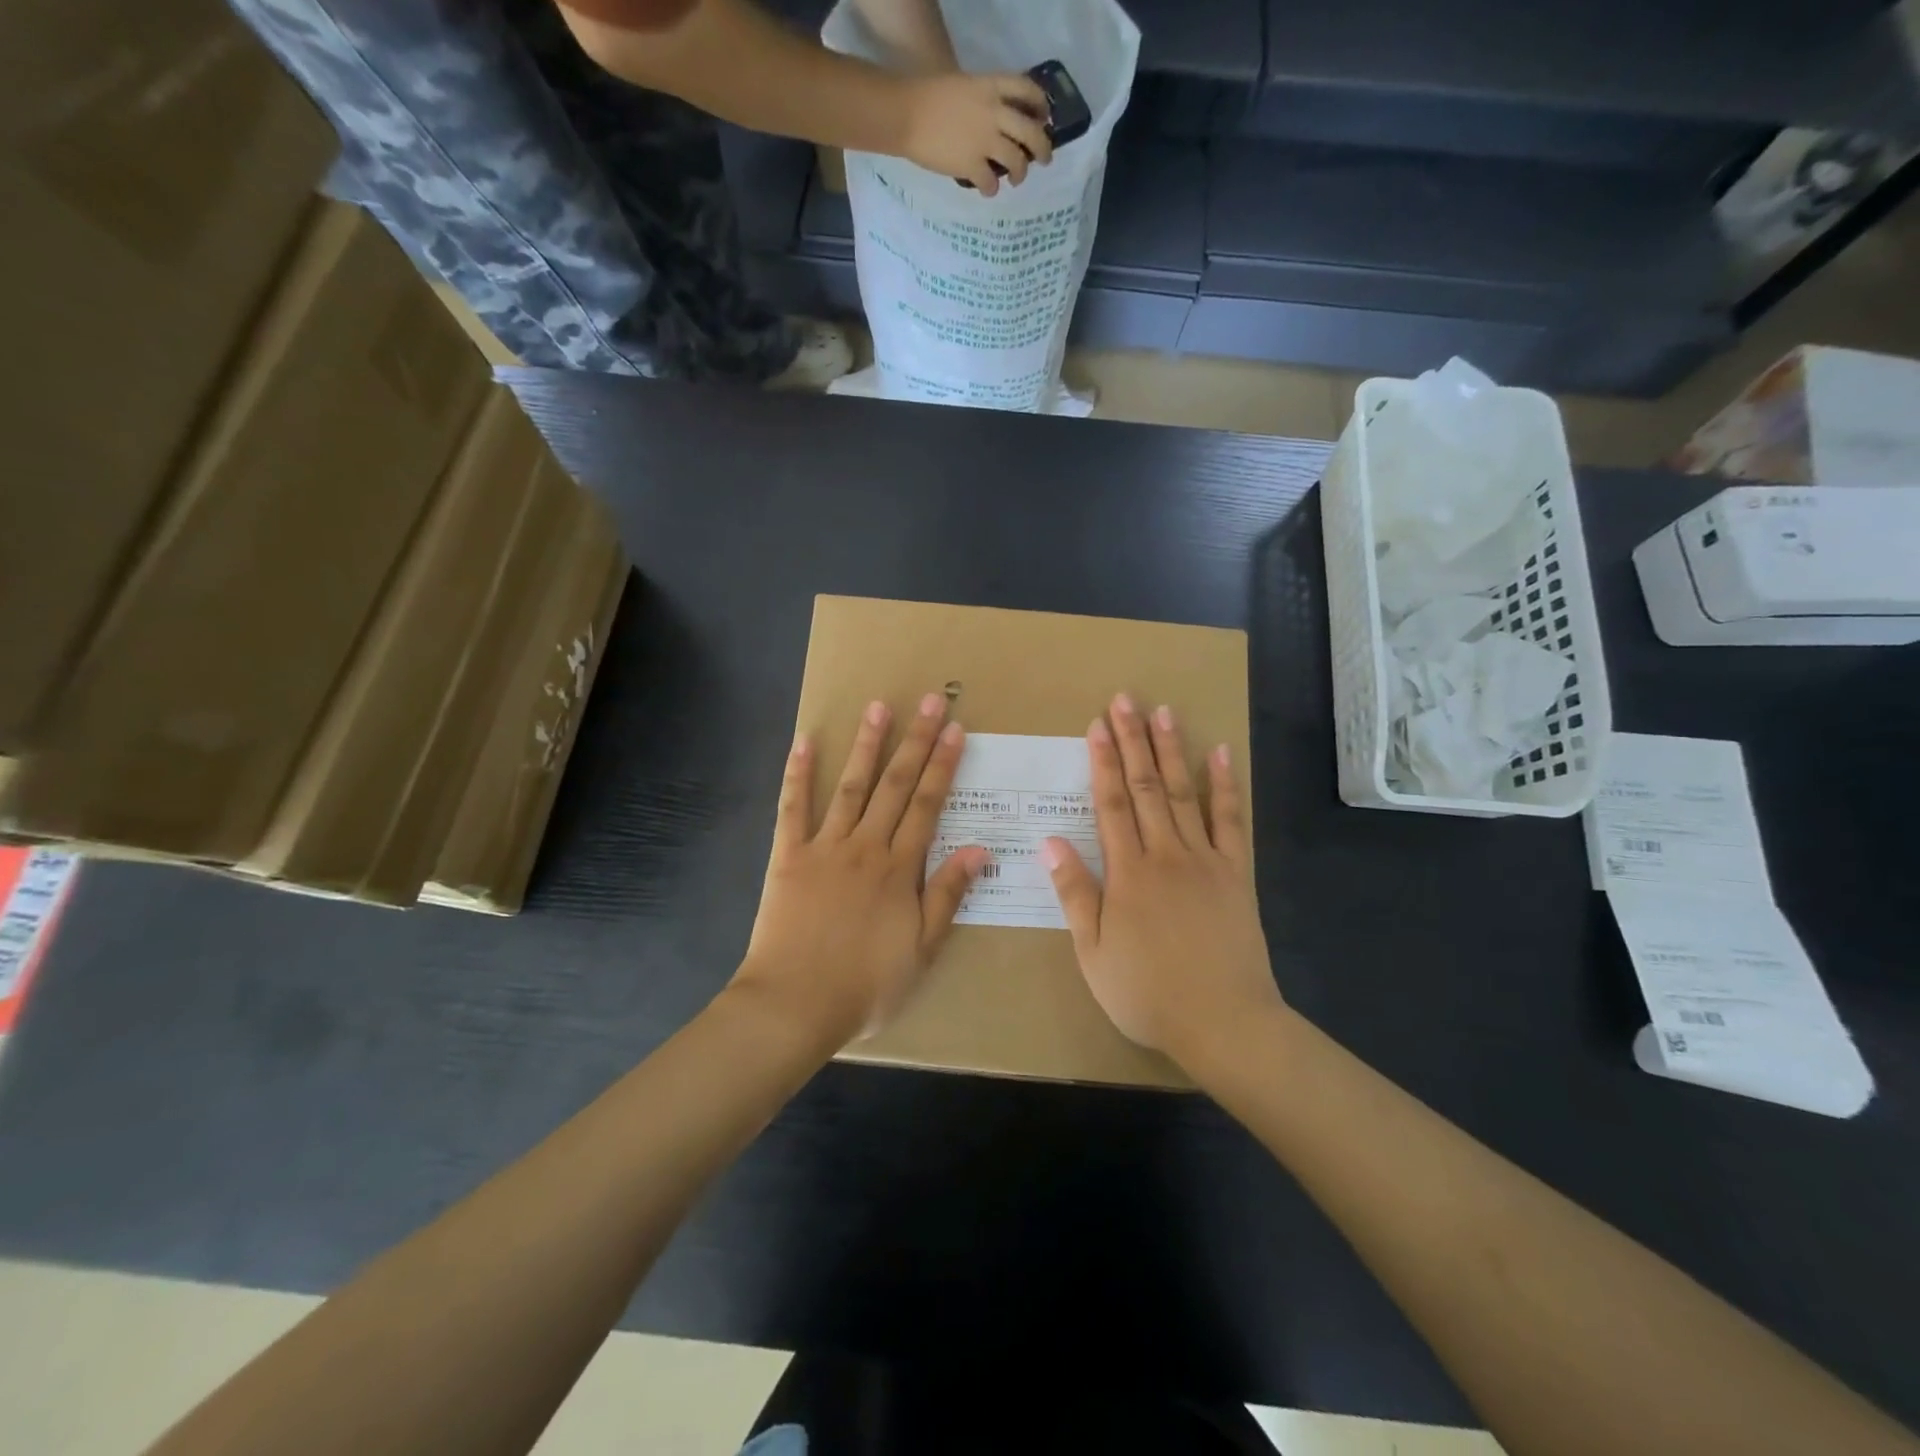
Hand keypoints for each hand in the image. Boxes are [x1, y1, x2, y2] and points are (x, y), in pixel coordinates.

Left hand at [734, 693, 988, 1046]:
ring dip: (867, 746)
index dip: (942, 765)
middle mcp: (866, 846)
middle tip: (928, 701)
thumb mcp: (922, 950)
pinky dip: (798, 773)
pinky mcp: (788, 856)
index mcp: (899, 869)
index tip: (954, 730)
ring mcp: (824, 847)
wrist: (795, 1005)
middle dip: (914, 742)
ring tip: (878, 707)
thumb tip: (979, 849)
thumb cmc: (866, 986)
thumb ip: (948, 896)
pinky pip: (793, 808)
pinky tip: (805, 741)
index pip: (928, 805)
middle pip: (895, 786)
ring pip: (850, 787)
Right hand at [899, 72, 1053, 194]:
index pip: (1028, 90)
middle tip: (1044, 160)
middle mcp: (994, 113)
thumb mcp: (963, 85)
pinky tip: (988, 190)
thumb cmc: (928, 95)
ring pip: (1017, 161)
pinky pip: (992, 183)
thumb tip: (994, 120)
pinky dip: (992, 189)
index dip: (1041, 106)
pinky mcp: (972, 166)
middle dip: (1043, 148)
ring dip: (1020, 173)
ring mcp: (984, 141)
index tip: (1044, 118)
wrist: (906, 114)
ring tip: (1016, 179)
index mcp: (991, 87)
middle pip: (1031, 132)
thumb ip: (983, 99)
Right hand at [1042, 694, 1281, 1064]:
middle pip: (1147, 787)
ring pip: (1185, 793)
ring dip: (1173, 750)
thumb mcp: (1093, 952)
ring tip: (1164, 712)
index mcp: (1127, 873)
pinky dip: (1227, 785)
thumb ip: (1074, 893)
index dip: (1102, 763)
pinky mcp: (1236, 873)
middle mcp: (1166, 854)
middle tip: (1126, 700)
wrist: (1223, 1022)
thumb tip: (1050, 842)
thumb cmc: (1147, 993)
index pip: (1111, 805)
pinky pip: (1231, 821)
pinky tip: (1222, 754)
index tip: (1096, 726)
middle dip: (1133, 741)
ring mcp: (1205, 860)